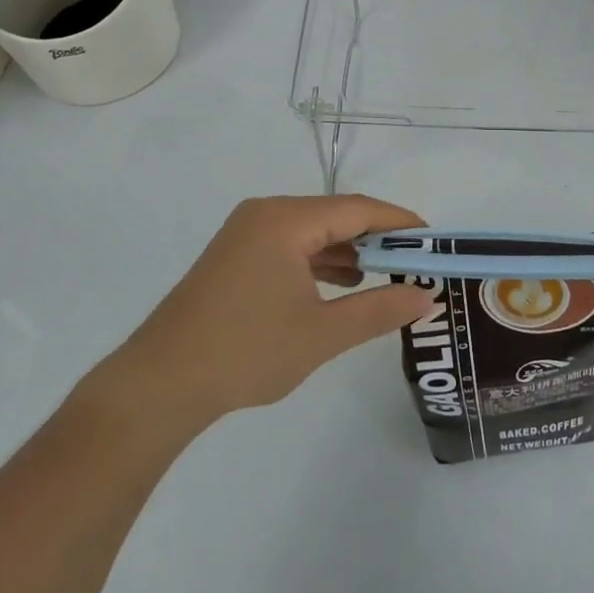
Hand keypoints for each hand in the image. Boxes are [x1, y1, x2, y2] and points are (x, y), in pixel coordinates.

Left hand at [90, 195, 435, 431]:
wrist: (159, 384)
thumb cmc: (246, 352)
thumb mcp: (322, 334)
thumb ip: (379, 309)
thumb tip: (426, 296)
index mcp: (285, 219)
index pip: (357, 208)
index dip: (399, 222)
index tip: (433, 240)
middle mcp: (265, 213)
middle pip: (335, 215)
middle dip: (376, 237)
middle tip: (415, 262)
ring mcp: (245, 233)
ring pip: (312, 231)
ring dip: (348, 250)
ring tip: (386, 275)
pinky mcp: (235, 256)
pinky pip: (290, 246)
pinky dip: (319, 261)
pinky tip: (341, 284)